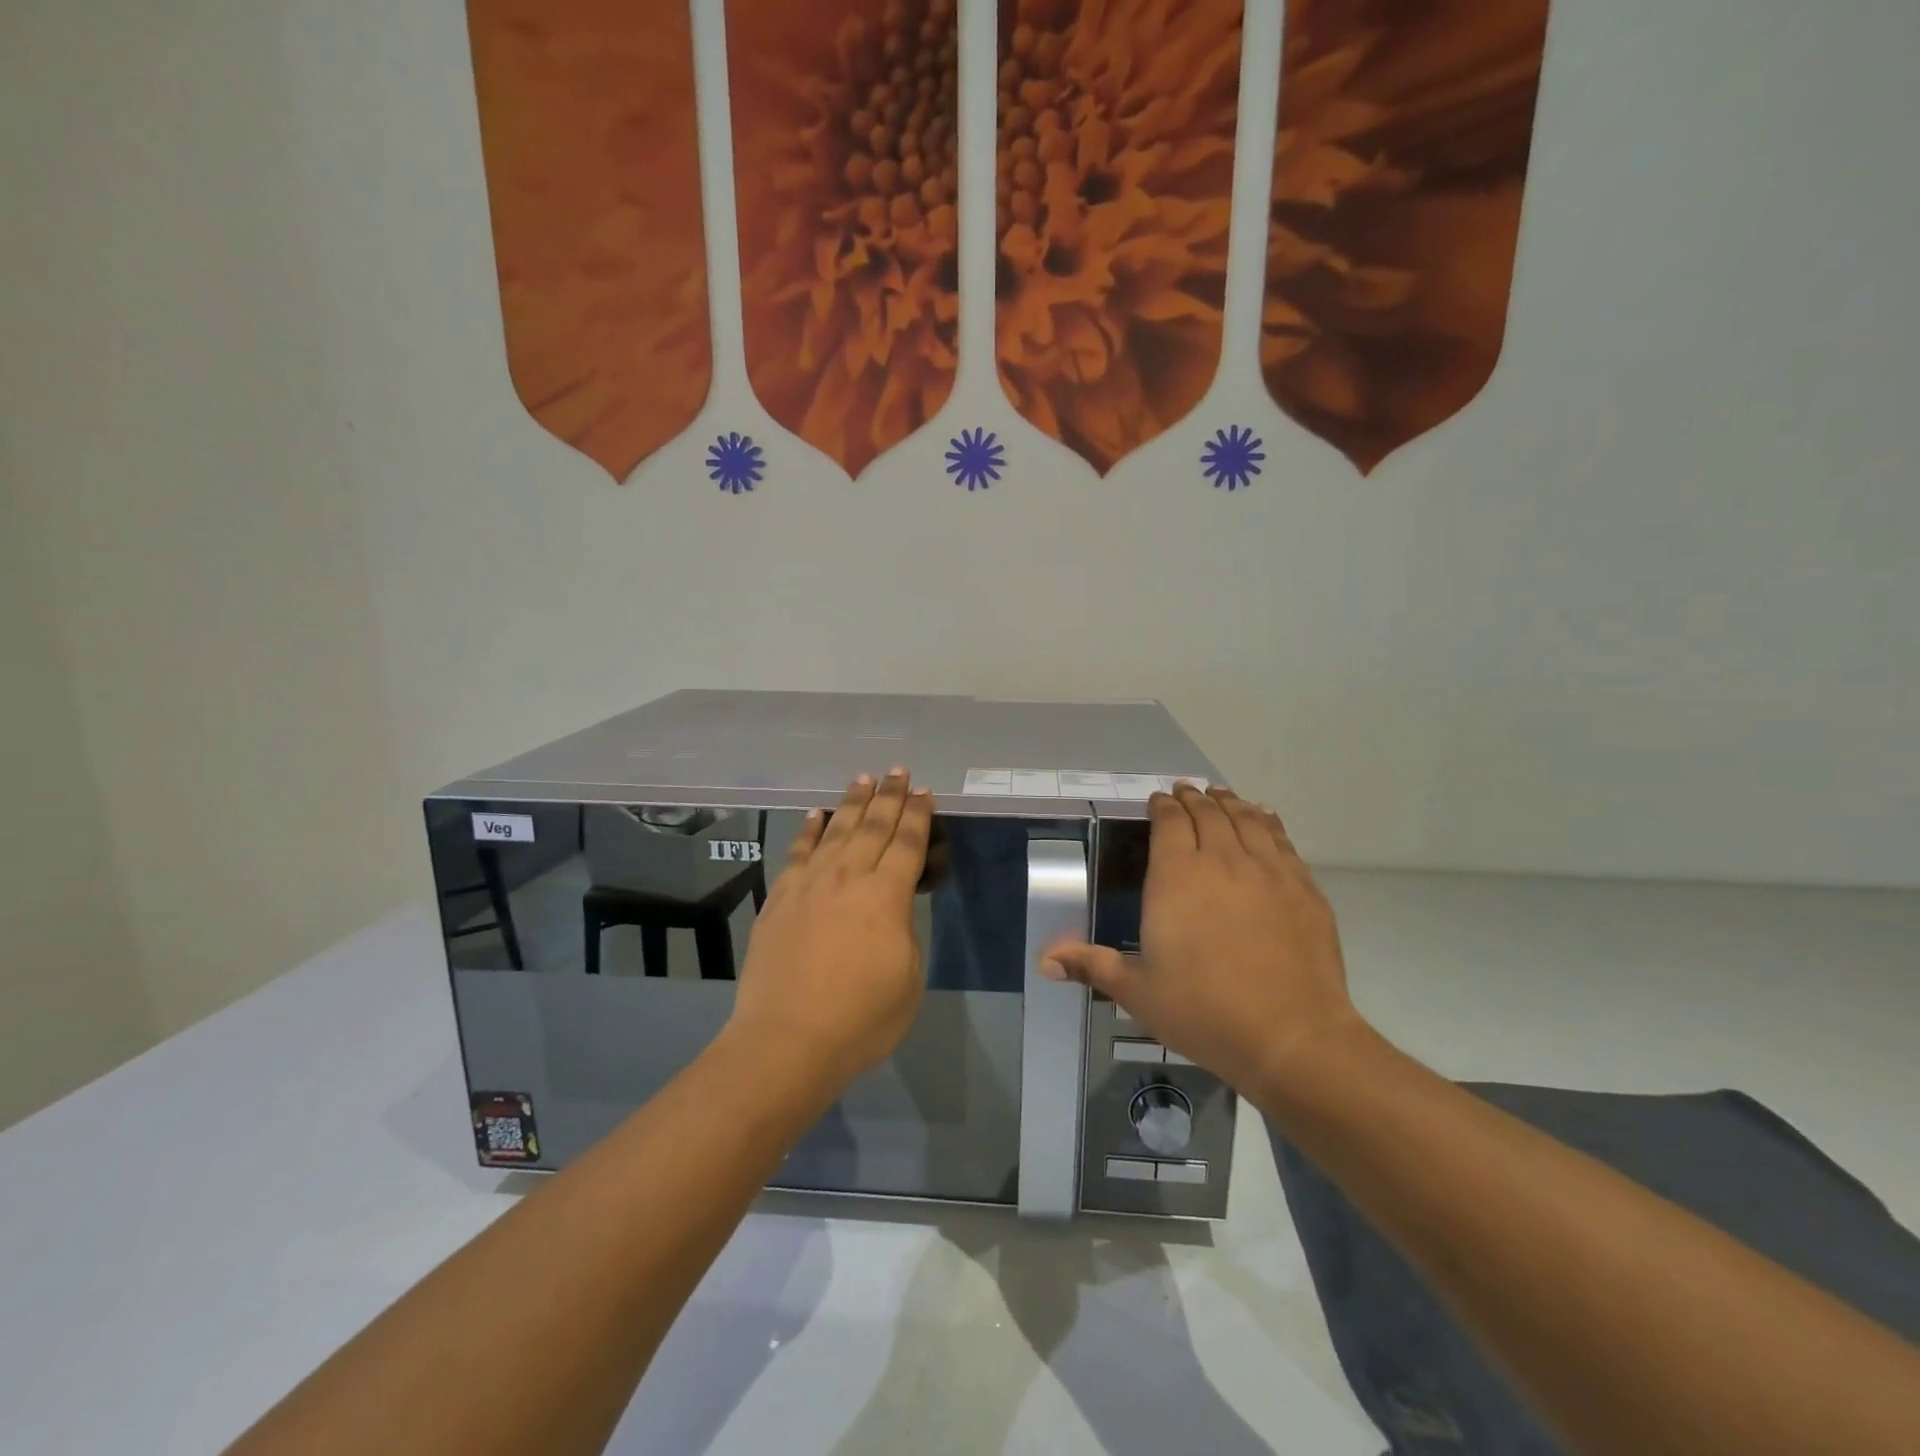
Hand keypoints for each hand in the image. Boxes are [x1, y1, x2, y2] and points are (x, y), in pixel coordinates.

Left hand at [728, 770, 931, 1088]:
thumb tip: (890, 908)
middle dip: (889, 796)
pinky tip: (816, 814)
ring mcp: (809, 884)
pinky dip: (809, 830)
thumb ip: (903, 931)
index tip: (924, 792)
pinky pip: (798, 852)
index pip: (907, 843)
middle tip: (898, 771)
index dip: (918, 816)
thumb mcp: (908, 977)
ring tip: (863, 778)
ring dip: (852, 802)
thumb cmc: (860, 1019)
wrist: (786, 1041)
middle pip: (873, 826)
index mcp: (886, 896)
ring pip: (836, 830)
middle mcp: (848, 877)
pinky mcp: (780, 898)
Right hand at [1042, 784, 1362, 1097]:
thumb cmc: (1203, 1011)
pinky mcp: (1303, 888)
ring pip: (1247, 819)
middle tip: (1187, 791)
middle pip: (1208, 813)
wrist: (1290, 1036)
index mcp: (1176, 877)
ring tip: (1221, 795)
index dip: (1163, 806)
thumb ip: (1091, 965)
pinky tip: (1265, 819)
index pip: (1170, 822)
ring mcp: (1267, 871)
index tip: (1158, 800)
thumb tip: (1045, 959)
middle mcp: (1222, 860)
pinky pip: (1282, 841)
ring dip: (1230, 803)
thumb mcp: (1137, 991)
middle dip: (1194, 798)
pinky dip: (1268, 822)